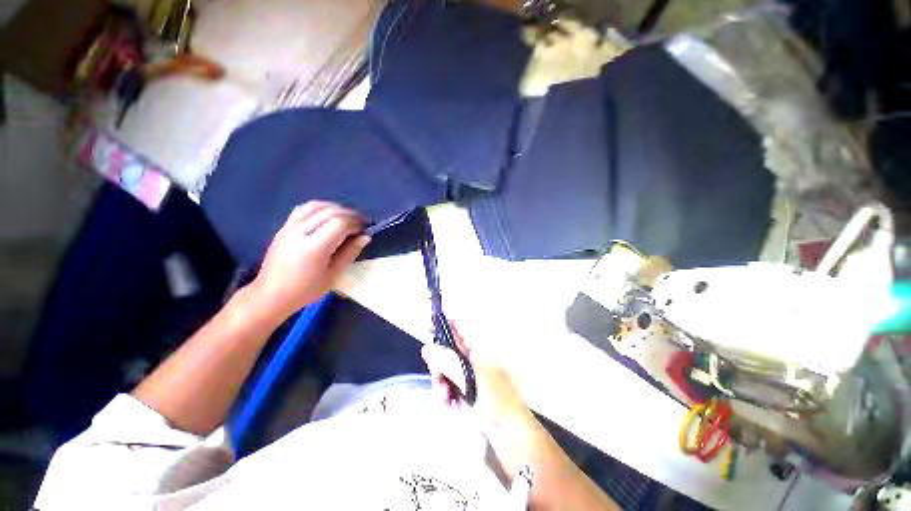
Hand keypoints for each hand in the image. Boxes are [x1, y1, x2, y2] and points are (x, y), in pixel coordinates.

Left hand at [249, 201, 369, 319]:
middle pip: (330, 212)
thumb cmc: (306, 290)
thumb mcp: (333, 275)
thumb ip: (350, 253)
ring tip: (347, 218)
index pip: (339, 223)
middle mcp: (300, 232)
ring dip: (336, 208)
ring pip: (317, 206)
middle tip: (361, 224)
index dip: (355, 224)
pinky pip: (304, 208)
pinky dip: (320, 208)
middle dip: (350, 215)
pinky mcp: (284, 227)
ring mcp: (290, 227)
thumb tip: (365, 237)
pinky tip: (328, 215)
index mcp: (313, 248)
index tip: (364, 230)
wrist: (271, 294)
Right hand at [421, 322, 534, 434]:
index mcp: (475, 349)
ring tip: (446, 397)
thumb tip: (427, 347)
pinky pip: (443, 389)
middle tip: (439, 378)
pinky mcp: (460, 394)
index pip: (456, 328)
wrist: (507, 433)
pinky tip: (449, 406)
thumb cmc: (494, 399)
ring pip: (440, 371)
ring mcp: (463, 377)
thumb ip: (446, 360)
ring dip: (440, 384)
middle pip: (443, 351)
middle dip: (437, 364)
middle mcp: (468, 359)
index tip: (427, 329)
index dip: (442, 325)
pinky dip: (443, 397)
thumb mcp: (469, 376)